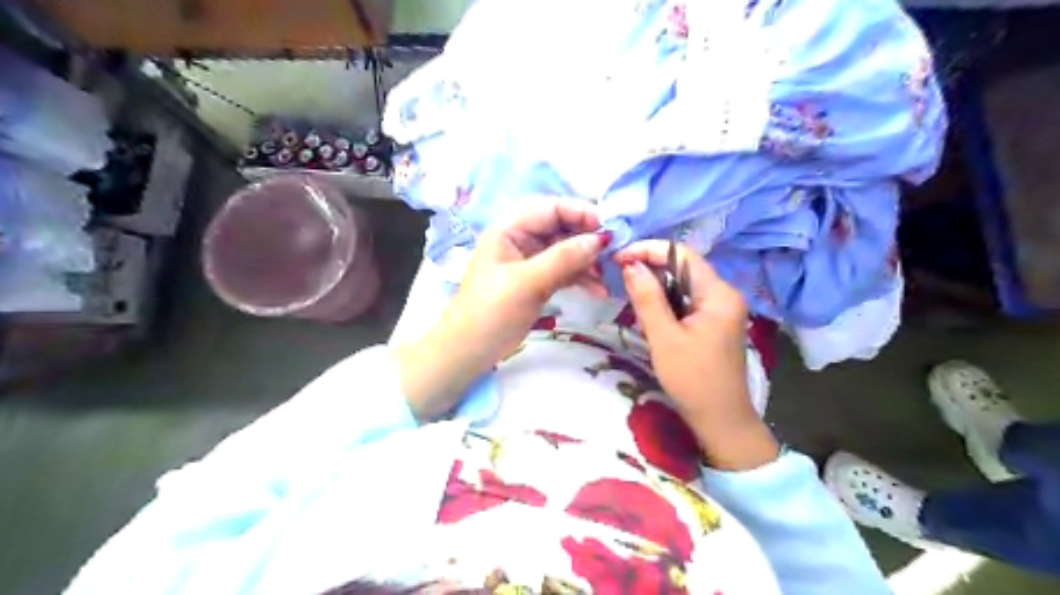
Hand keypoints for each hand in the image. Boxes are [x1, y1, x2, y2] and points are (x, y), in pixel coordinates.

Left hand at [400, 200, 613, 418]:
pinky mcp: (538, 281)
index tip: (606, 228)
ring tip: (607, 275)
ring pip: (566, 250)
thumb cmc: (491, 312)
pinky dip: (581, 277)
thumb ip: (563, 259)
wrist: (471, 350)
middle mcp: (520, 240)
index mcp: (509, 230)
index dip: (578, 213)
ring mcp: (530, 262)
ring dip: (587, 260)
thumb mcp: (527, 283)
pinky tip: (599, 289)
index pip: (549, 208)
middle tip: (612, 252)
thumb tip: (601, 239)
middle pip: (560, 227)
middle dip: (586, 238)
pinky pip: (565, 271)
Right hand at [614, 240, 776, 469]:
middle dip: (651, 268)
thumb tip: (630, 264)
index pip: (682, 255)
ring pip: (683, 284)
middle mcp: (724, 294)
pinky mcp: (715, 322)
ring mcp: (721, 309)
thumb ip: (647, 298)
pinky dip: (666, 302)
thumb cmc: (692, 380)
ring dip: (656, 286)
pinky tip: (650, 314)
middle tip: (620, 277)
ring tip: (632, 297)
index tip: (619, 257)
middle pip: (683, 267)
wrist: (720, 420)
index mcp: (719, 294)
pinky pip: (687, 300)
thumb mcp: (664, 338)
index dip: (649, 250)